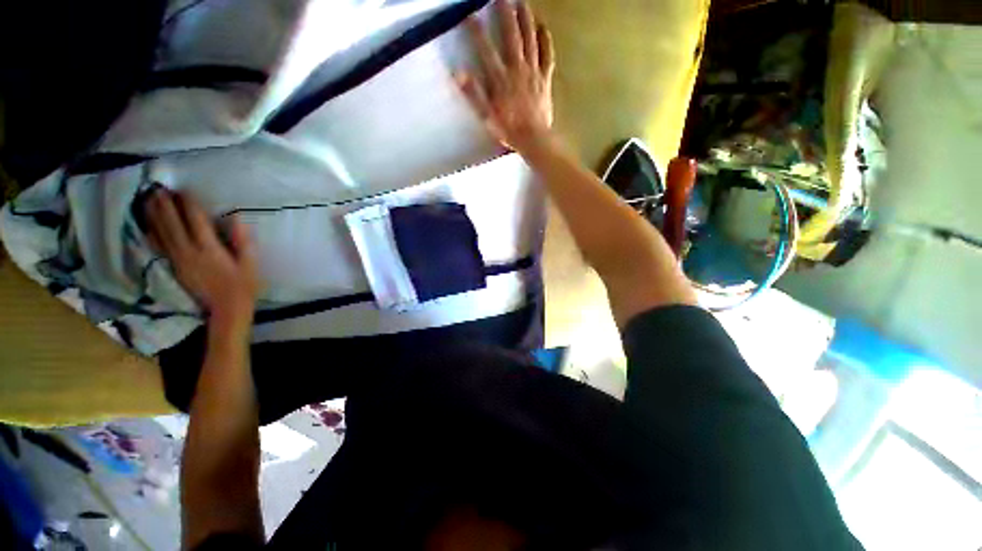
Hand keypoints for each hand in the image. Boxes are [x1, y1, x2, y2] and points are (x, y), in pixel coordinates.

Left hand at [146, 189, 259, 324]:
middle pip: (173, 224)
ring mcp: (178, 259)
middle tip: (159, 188)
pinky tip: (148, 223)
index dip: (189, 205)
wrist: (226, 308)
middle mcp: (189, 252)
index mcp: (210, 250)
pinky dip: (152, 233)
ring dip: (155, 215)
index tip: (184, 190)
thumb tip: (238, 220)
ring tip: (149, 199)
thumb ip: (243, 242)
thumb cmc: (243, 284)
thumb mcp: (250, 264)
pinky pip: (159, 246)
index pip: (196, 222)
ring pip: (162, 233)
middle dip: (166, 205)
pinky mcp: (174, 266)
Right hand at [457, 0, 555, 154]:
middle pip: (511, 35)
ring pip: (530, 39)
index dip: (476, 30)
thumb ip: (474, 94)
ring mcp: (534, 72)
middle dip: (505, 12)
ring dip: (526, 18)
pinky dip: (545, 40)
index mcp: (500, 79)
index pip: (485, 48)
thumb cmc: (509, 130)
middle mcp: (517, 69)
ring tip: (522, 2)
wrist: (534, 138)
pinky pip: (547, 55)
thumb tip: (458, 73)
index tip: (469, 13)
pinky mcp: (545, 78)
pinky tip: (543, 27)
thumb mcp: (487, 116)